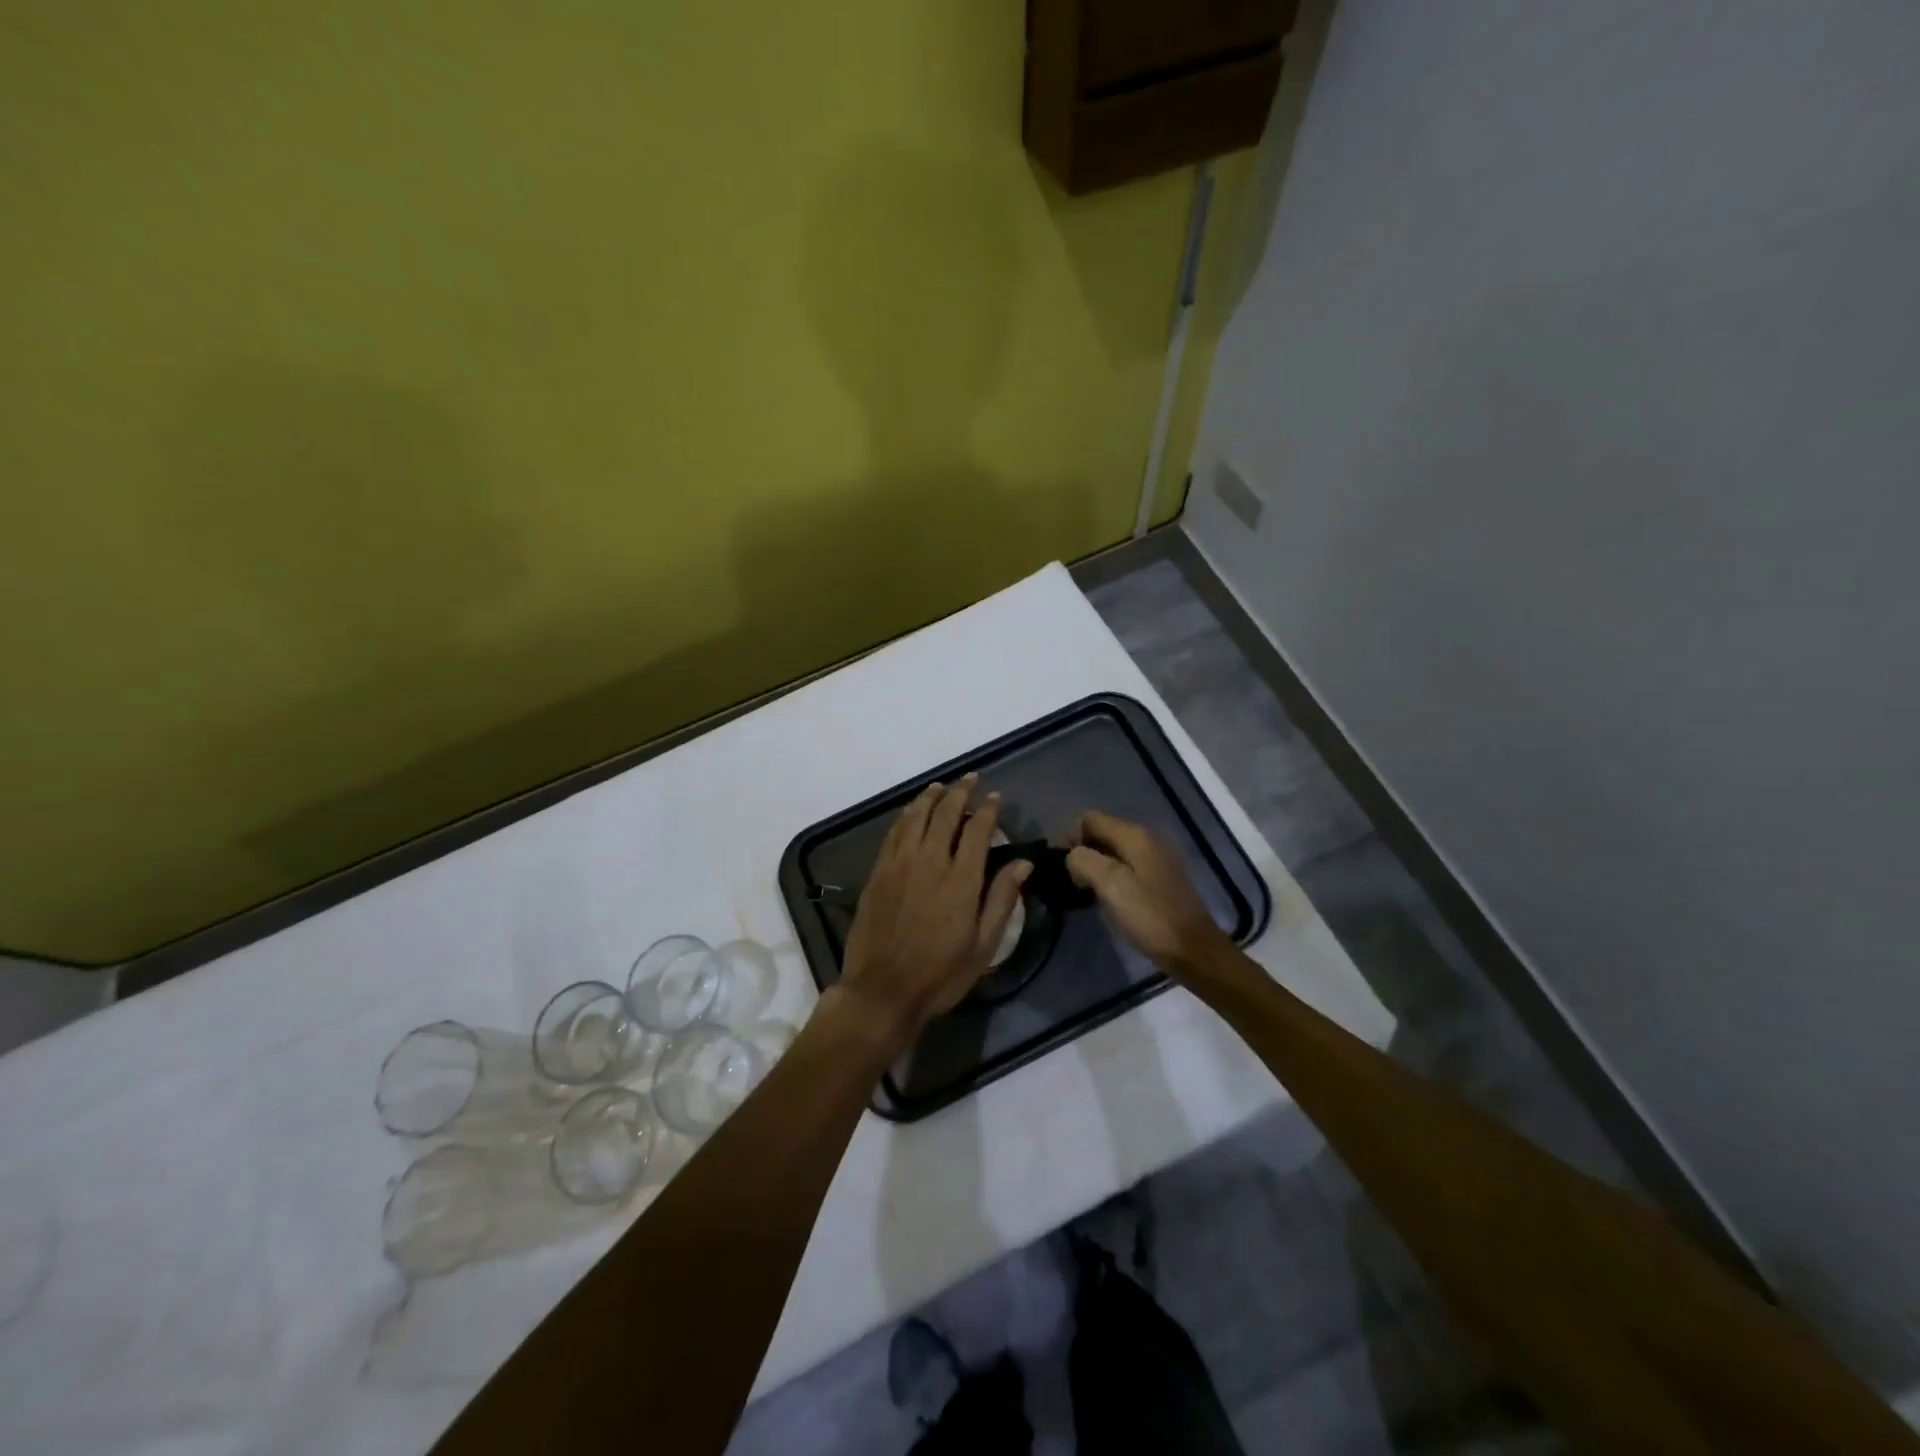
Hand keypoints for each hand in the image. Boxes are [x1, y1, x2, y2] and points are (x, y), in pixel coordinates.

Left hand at [838, 775, 1030, 1047]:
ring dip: (931, 797)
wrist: (882, 990)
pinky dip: (906, 815)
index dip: (988, 810)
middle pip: (945, 814)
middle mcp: (930, 861)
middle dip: (960, 792)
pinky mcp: (878, 872)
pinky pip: (894, 832)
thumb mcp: (984, 945)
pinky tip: (911, 812)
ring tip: (941, 786)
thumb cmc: (940, 974)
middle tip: (970, 779)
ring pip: (916, 816)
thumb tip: (1023, 863)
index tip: (995, 797)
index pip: (977, 830)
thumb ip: (1002, 899)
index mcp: (961, 879)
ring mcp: (899, 864)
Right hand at [1066, 810, 1230, 972]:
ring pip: (1113, 850)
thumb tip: (1073, 856)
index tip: (1060, 865)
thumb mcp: (1111, 886)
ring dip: (1096, 864)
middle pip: (1102, 831)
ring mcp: (1156, 857)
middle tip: (1071, 881)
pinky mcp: (1160, 877)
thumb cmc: (1150, 916)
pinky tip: (1108, 897)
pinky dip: (1111, 875)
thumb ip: (1084, 861)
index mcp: (1135, 835)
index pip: (1090, 818)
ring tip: (1085, 891)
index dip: (1070, 836)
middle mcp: (1147, 838)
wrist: (1194, 949)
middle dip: (1082, 850)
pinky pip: (1127, 865)